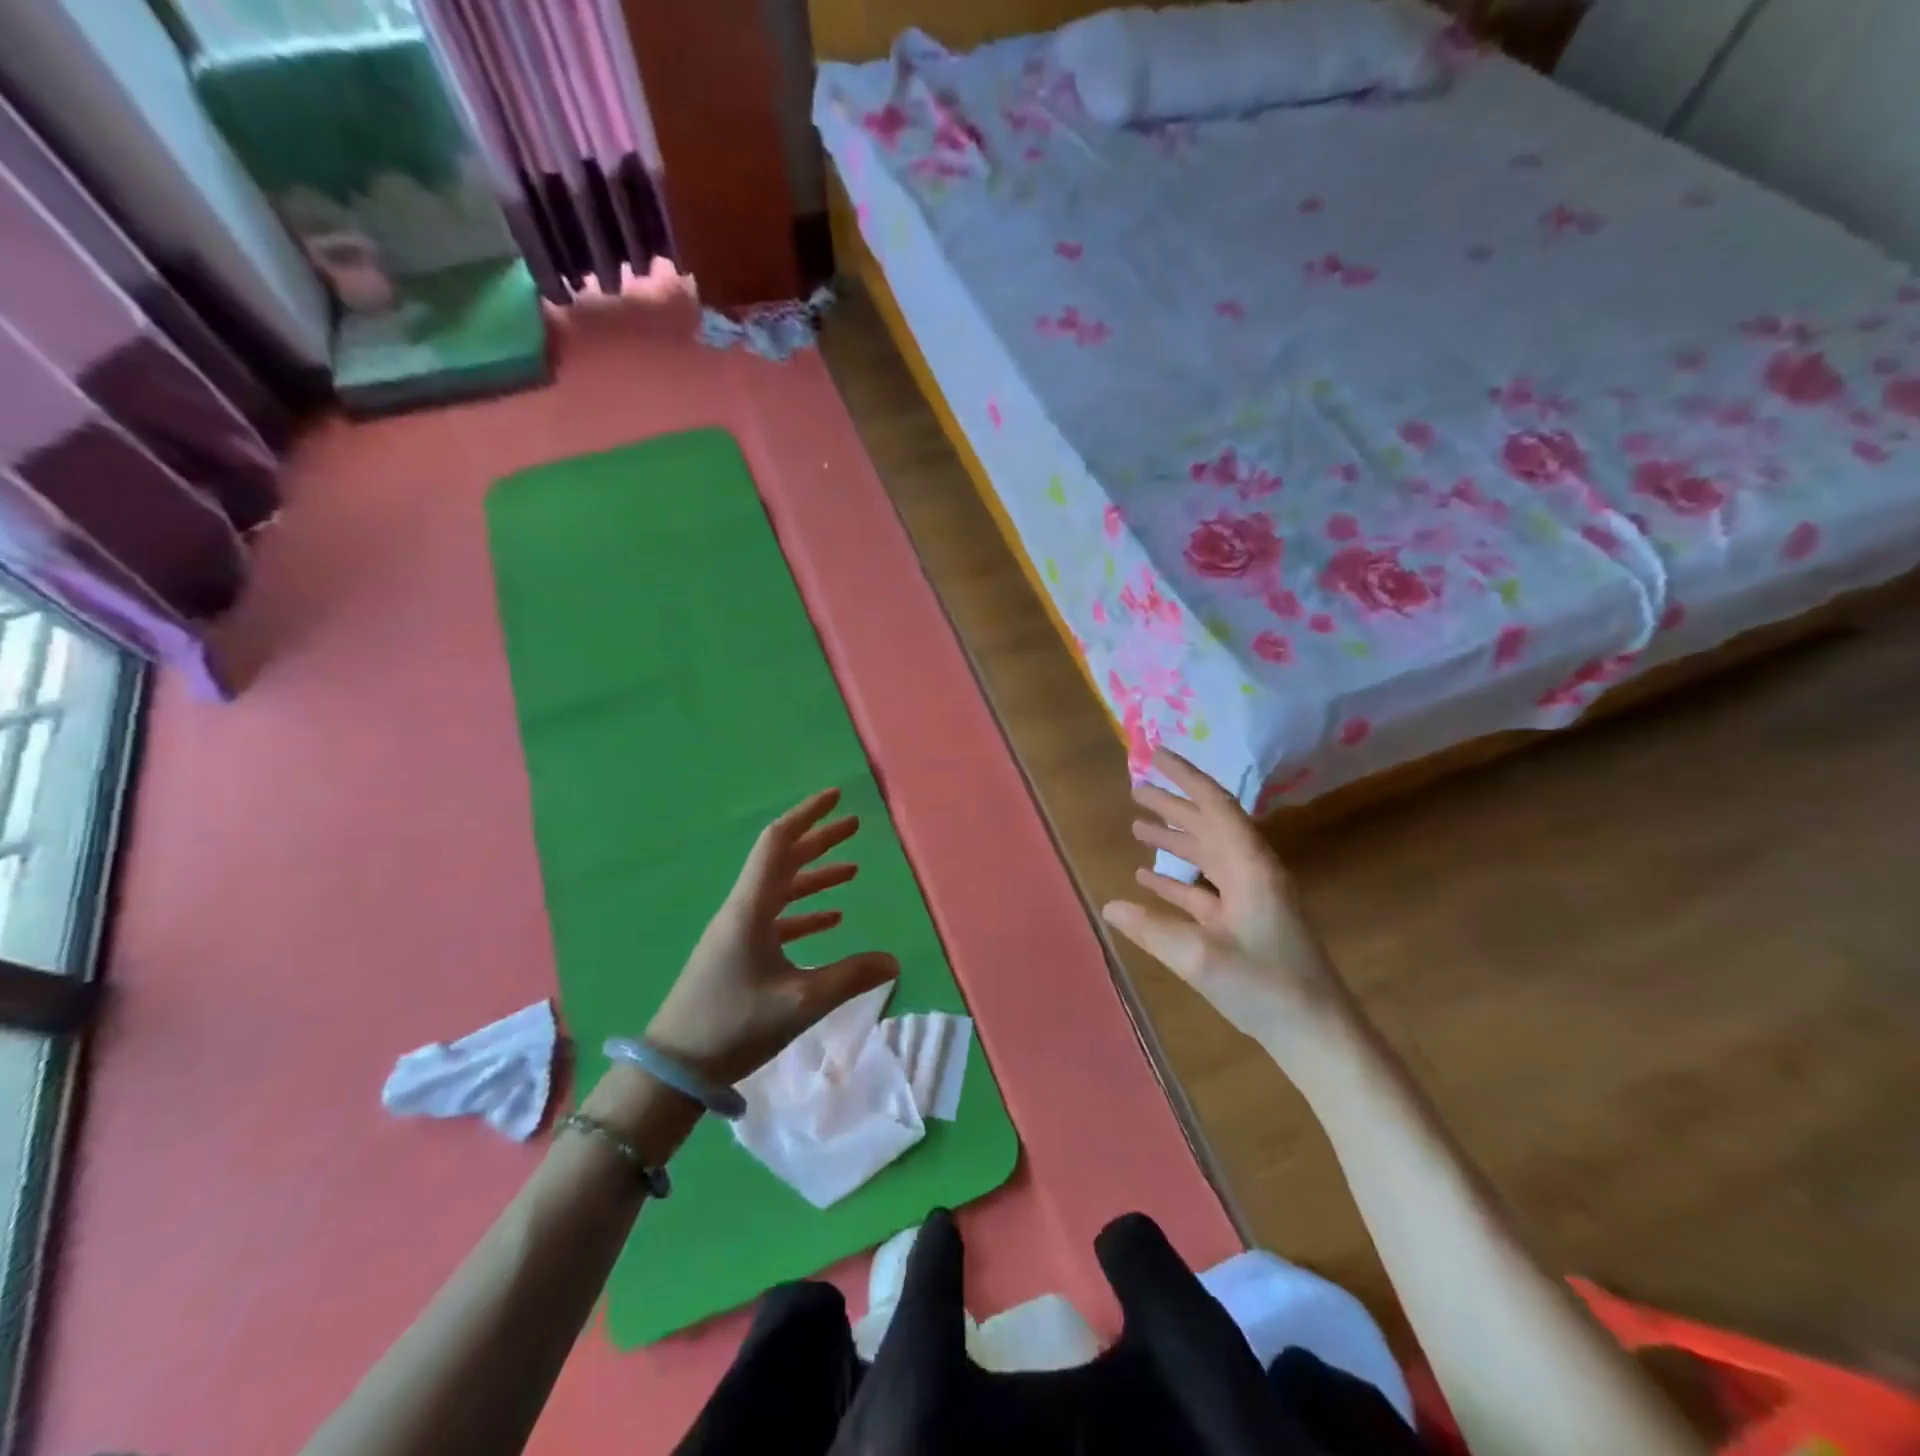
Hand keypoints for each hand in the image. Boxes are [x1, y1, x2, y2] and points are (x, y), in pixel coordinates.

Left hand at [643, 788, 900, 1086]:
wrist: (675, 1069)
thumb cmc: (734, 1025)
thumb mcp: (800, 1001)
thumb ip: (850, 977)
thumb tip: (894, 960)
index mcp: (751, 908)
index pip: (778, 844)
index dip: (807, 816)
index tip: (835, 797)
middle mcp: (743, 911)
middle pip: (783, 861)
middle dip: (818, 840)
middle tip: (854, 825)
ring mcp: (738, 933)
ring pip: (782, 891)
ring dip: (815, 877)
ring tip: (851, 869)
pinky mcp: (738, 956)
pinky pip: (778, 920)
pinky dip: (805, 913)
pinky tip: (831, 920)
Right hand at [1101, 749, 1351, 1053]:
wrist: (1319, 1036)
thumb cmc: (1267, 988)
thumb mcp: (1202, 958)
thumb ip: (1153, 930)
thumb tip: (1110, 907)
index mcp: (1250, 867)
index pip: (1214, 805)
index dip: (1185, 776)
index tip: (1155, 754)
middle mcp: (1252, 873)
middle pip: (1209, 825)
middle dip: (1173, 804)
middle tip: (1135, 789)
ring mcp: (1250, 899)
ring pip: (1206, 855)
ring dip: (1174, 839)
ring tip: (1137, 826)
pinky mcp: (1245, 924)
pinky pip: (1204, 889)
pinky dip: (1176, 879)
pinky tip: (1147, 879)